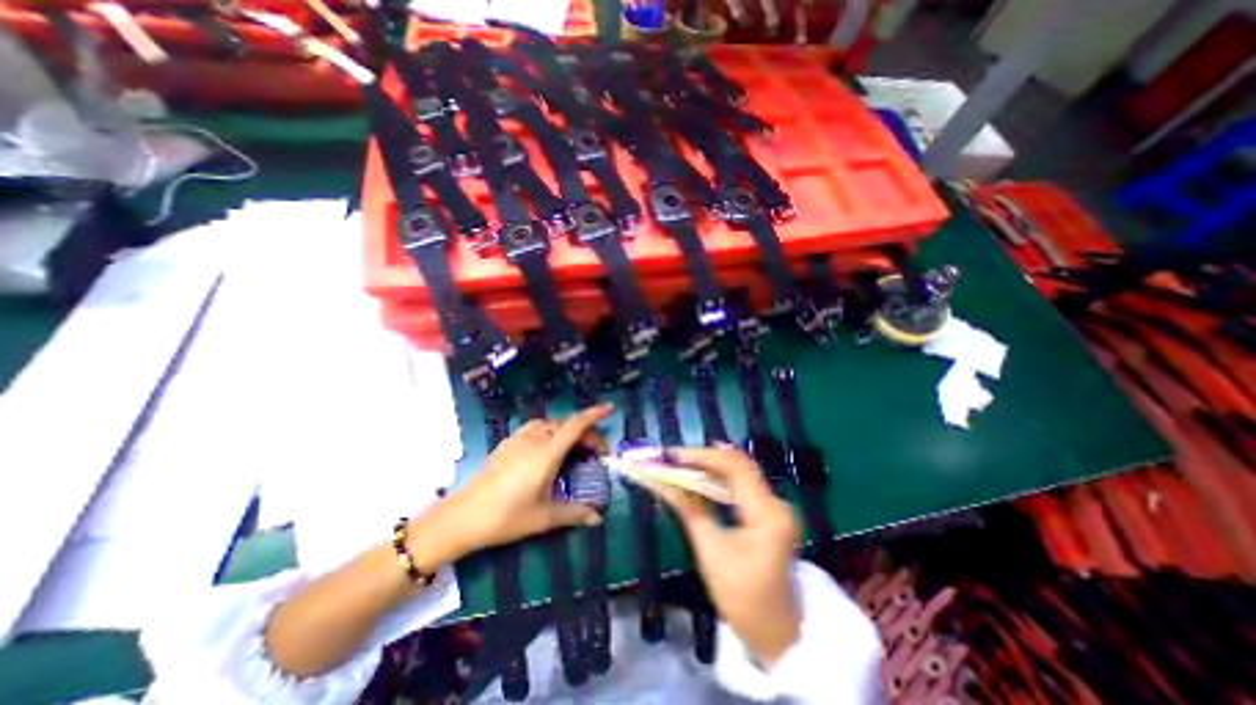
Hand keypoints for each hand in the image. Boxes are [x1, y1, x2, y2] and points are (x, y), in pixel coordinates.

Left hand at [417, 403, 616, 567]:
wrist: (462, 516)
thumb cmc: (506, 517)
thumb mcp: (544, 517)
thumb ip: (574, 514)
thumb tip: (598, 518)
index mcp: (547, 453)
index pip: (576, 425)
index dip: (594, 414)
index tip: (609, 408)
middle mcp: (534, 439)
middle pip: (566, 425)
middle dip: (585, 432)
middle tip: (595, 452)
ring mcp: (518, 439)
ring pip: (549, 424)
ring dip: (566, 430)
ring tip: (572, 448)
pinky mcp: (506, 443)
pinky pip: (534, 428)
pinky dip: (549, 432)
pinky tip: (546, 450)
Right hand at [654, 446, 797, 665]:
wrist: (776, 633)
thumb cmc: (743, 599)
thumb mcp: (710, 551)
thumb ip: (688, 509)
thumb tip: (660, 483)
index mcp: (767, 514)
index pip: (733, 467)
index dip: (700, 456)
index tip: (671, 455)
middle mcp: (776, 503)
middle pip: (738, 465)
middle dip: (703, 458)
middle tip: (672, 458)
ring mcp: (775, 507)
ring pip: (739, 472)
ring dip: (709, 467)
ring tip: (680, 465)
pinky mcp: (769, 513)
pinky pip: (742, 485)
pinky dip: (718, 480)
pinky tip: (699, 478)